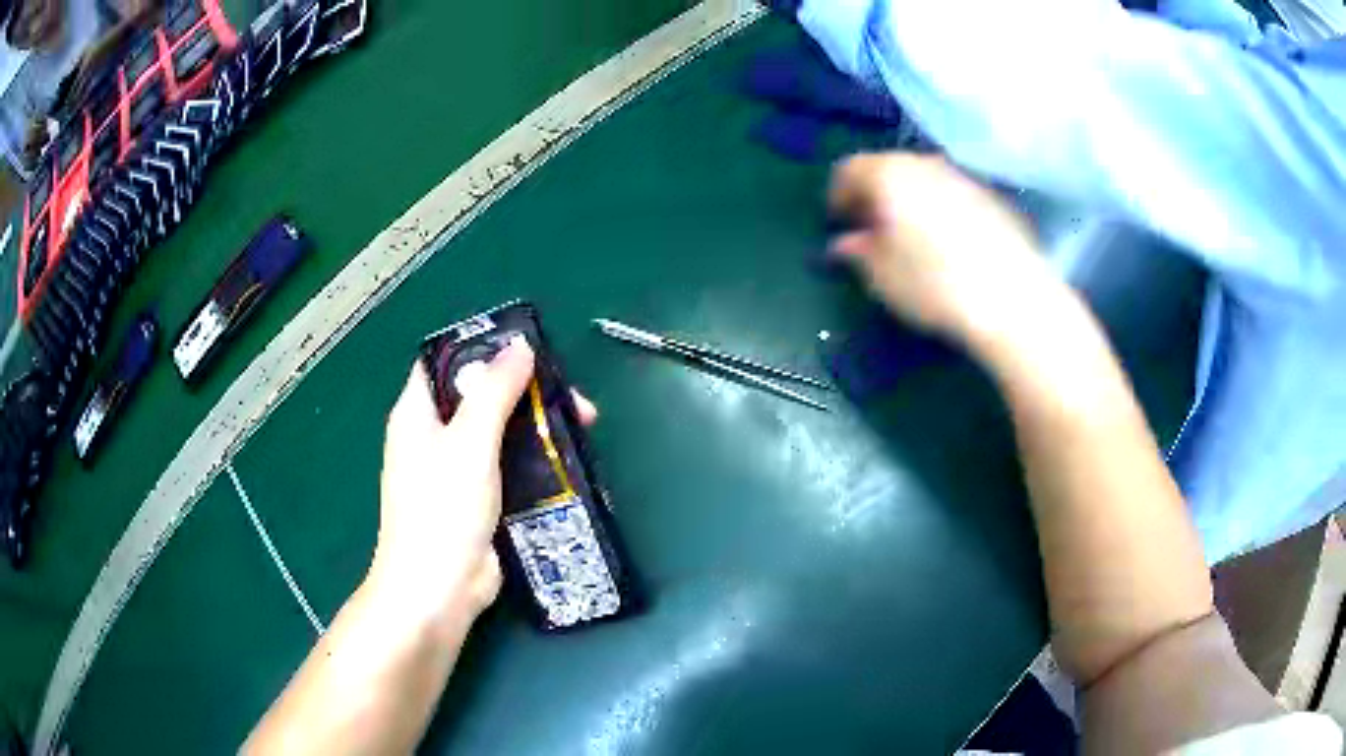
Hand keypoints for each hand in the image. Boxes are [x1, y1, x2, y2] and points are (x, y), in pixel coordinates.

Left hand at [368, 338, 597, 632]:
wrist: (438, 591)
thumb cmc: (442, 510)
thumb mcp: (469, 442)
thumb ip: (494, 391)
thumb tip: (520, 345)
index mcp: (417, 414)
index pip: (446, 363)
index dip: (484, 349)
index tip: (531, 349)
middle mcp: (435, 437)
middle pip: (482, 397)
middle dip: (527, 392)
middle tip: (572, 398)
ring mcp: (457, 472)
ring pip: (501, 434)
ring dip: (538, 427)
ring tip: (583, 426)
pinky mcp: (480, 501)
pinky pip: (510, 468)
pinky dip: (537, 460)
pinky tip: (569, 461)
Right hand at [829, 153, 1065, 349]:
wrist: (1013, 298)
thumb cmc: (934, 284)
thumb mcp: (881, 276)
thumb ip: (857, 252)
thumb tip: (845, 243)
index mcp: (889, 174)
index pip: (849, 169)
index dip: (838, 195)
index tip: (839, 222)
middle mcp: (925, 163)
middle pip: (889, 168)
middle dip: (875, 195)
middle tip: (872, 230)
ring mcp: (963, 177)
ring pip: (924, 179)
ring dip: (910, 201)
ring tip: (912, 239)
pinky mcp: (993, 197)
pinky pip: (954, 194)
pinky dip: (942, 209)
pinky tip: (949, 244)